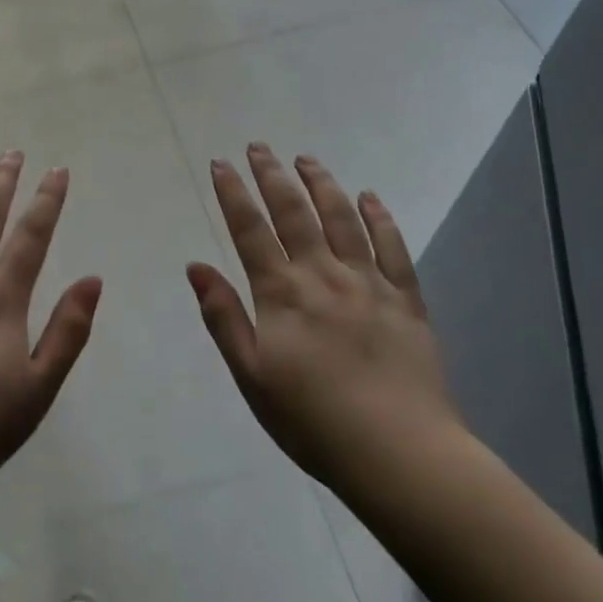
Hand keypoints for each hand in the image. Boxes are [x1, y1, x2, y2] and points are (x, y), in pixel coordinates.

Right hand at [187, 143, 462, 491]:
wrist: (400, 455)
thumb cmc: (313, 421)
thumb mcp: (252, 376)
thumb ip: (223, 317)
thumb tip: (195, 266)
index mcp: (282, 293)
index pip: (250, 230)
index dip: (233, 193)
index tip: (221, 163)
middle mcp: (323, 275)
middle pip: (294, 212)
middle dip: (272, 175)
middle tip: (259, 147)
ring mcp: (369, 283)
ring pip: (342, 218)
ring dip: (321, 183)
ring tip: (306, 159)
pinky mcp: (406, 299)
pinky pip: (393, 247)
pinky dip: (380, 217)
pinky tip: (370, 197)